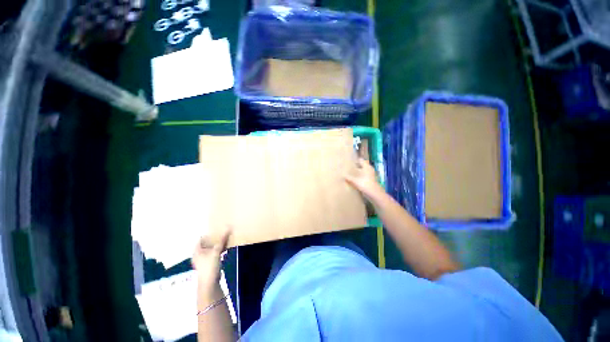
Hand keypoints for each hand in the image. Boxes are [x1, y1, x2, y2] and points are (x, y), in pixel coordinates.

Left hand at [192, 225, 231, 290]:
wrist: (210, 283)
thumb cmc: (210, 266)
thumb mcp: (216, 251)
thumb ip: (222, 239)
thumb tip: (228, 227)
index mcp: (197, 250)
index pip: (201, 238)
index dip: (209, 234)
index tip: (217, 229)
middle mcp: (199, 254)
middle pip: (207, 243)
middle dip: (214, 239)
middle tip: (223, 233)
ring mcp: (204, 260)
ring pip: (211, 248)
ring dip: (218, 244)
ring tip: (226, 239)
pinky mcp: (209, 264)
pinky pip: (214, 253)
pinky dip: (219, 250)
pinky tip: (226, 247)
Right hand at [345, 157, 383, 199]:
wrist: (375, 194)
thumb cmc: (365, 185)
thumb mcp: (355, 181)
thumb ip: (349, 178)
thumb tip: (342, 175)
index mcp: (366, 167)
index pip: (361, 160)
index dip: (355, 160)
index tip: (349, 161)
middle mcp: (369, 169)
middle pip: (362, 165)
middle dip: (356, 166)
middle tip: (349, 167)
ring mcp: (371, 175)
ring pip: (363, 171)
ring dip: (358, 171)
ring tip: (351, 173)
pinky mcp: (371, 180)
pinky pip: (364, 176)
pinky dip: (360, 176)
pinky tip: (355, 179)